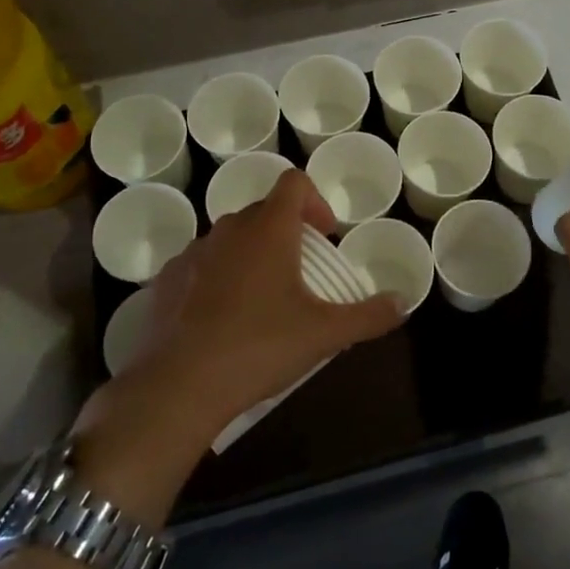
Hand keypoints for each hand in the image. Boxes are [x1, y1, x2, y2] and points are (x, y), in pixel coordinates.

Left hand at [116, 170, 404, 444]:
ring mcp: (193, 252)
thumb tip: (403, 302)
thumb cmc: (259, 347)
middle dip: (288, 232)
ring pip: (230, 238)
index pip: (294, 182)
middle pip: (264, 210)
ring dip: (251, 254)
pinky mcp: (165, 280)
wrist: (179, 386)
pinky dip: (216, 277)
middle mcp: (229, 228)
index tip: (326, 236)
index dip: (315, 200)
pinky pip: (200, 264)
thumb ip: (369, 315)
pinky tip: (222, 318)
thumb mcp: (324, 334)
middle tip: (303, 271)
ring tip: (262, 298)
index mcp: (268, 228)